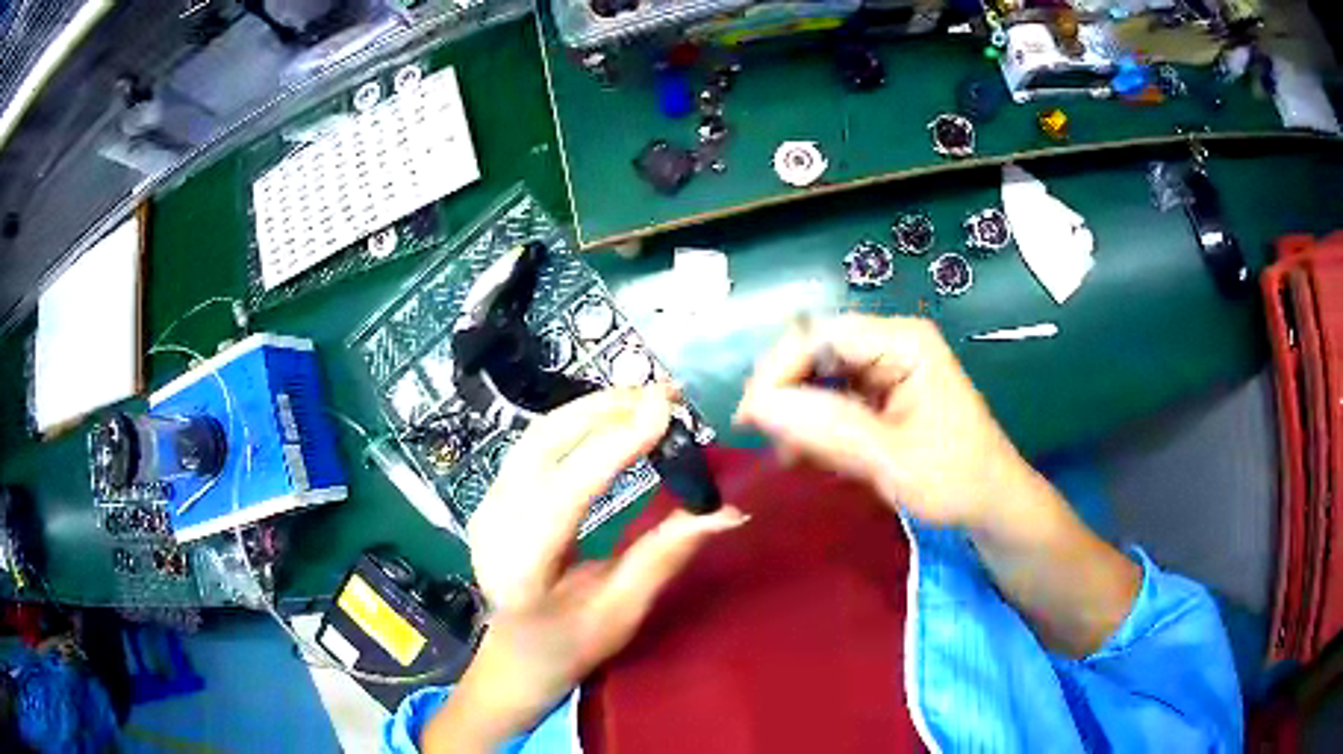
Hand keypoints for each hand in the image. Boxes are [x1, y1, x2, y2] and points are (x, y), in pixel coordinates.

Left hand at [427, 387, 746, 751]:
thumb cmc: (571, 647)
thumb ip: (664, 556)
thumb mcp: (623, 613)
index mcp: (522, 569)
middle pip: (542, 447)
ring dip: (590, 410)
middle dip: (603, 410)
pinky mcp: (491, 498)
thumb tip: (725, 511)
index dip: (614, 446)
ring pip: (536, 437)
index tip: (662, 410)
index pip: (566, 493)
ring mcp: (484, 508)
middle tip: (661, 395)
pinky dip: (575, 424)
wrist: (515, 658)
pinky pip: (533, 446)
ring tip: (643, 400)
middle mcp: (492, 528)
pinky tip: (610, 419)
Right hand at [734, 315, 1030, 530]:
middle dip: (787, 393)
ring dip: (798, 413)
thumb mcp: (891, 459)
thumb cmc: (955, 479)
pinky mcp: (882, 395)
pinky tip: (807, 455)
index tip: (751, 416)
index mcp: (904, 343)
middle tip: (762, 437)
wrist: (991, 504)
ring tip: (789, 455)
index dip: (780, 369)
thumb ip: (827, 429)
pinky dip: (815, 426)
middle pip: (817, 351)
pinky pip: (834, 399)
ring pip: (820, 377)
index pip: (822, 334)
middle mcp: (892, 344)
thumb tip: (759, 406)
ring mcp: (887, 369)